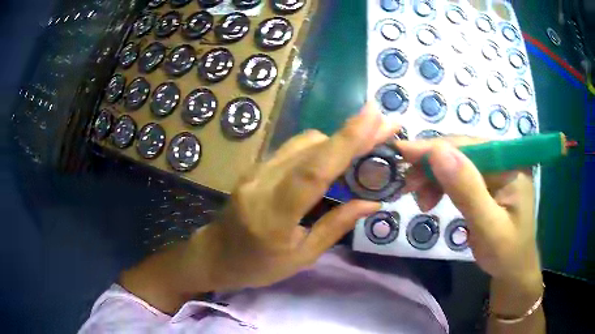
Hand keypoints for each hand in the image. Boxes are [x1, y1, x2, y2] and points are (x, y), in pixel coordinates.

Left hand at [181, 104, 399, 290]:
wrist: (215, 254)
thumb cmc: (258, 266)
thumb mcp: (301, 257)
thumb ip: (336, 226)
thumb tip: (372, 202)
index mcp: (274, 216)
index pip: (313, 171)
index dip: (346, 140)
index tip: (374, 116)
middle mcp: (262, 184)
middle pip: (312, 148)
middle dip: (353, 132)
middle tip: (385, 124)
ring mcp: (255, 171)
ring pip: (303, 143)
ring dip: (337, 139)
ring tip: (367, 143)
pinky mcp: (255, 167)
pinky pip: (293, 150)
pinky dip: (320, 148)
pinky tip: (337, 156)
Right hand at [396, 137, 540, 286]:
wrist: (513, 270)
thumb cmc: (506, 254)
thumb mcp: (489, 227)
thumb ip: (467, 190)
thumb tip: (438, 153)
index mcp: (511, 165)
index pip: (470, 146)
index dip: (434, 148)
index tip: (401, 153)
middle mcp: (503, 159)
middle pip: (460, 150)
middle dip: (431, 166)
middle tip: (407, 187)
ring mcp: (495, 169)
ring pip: (455, 161)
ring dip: (433, 177)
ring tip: (422, 202)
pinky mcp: (486, 181)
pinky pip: (457, 174)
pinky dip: (439, 184)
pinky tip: (433, 199)